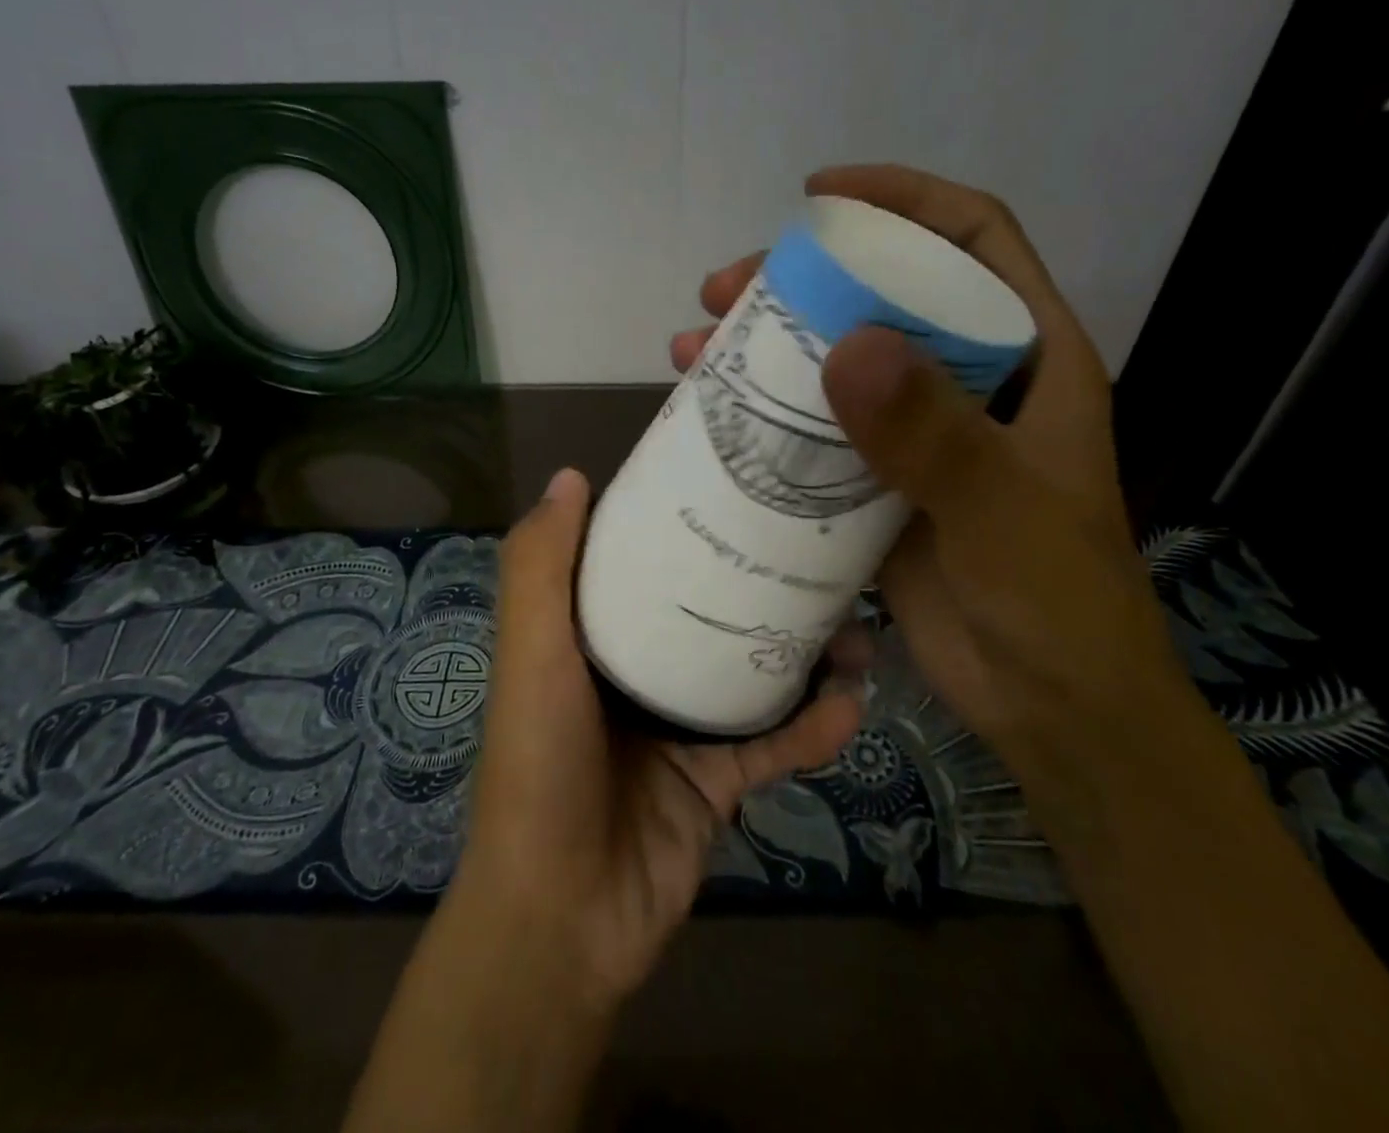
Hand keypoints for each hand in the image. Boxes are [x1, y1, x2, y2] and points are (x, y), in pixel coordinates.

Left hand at [450, 466, 865, 1008]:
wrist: (563, 915)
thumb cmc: (539, 762)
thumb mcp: (532, 652)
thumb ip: (540, 568)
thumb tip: (572, 474)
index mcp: (592, 635)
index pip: (639, 562)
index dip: (679, 524)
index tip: (733, 488)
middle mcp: (638, 670)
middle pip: (708, 612)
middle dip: (761, 585)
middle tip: (820, 558)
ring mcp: (681, 726)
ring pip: (753, 673)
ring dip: (806, 653)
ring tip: (857, 630)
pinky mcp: (718, 779)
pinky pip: (775, 743)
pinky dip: (813, 728)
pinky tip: (850, 706)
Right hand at [672, 164, 1189, 789]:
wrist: (1053, 708)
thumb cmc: (1057, 602)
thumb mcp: (1003, 512)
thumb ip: (935, 434)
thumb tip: (846, 346)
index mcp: (1027, 359)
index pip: (971, 240)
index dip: (903, 200)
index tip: (821, 194)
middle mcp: (970, 382)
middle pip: (883, 295)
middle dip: (801, 279)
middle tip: (723, 290)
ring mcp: (919, 433)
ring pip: (836, 361)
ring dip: (766, 347)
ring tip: (695, 347)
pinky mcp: (878, 483)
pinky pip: (816, 428)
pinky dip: (766, 414)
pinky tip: (712, 414)